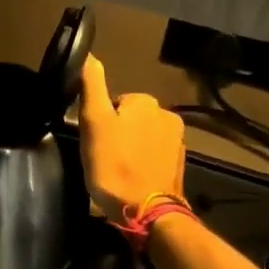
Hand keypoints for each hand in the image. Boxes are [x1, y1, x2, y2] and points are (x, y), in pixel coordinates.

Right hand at [77, 55, 185, 219]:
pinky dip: (143, 163)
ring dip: (131, 149)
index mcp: (145, 102)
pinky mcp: (179, 165)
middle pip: (130, 119)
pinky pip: (154, 155)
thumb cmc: (114, 166)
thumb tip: (89, 55)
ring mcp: (177, 141)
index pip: (114, 103)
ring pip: (142, 137)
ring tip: (117, 171)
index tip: (94, 141)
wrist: (148, 214)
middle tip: (103, 158)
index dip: (100, 121)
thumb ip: (92, 86)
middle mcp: (167, 115)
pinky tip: (133, 178)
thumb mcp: (94, 122)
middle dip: (117, 134)